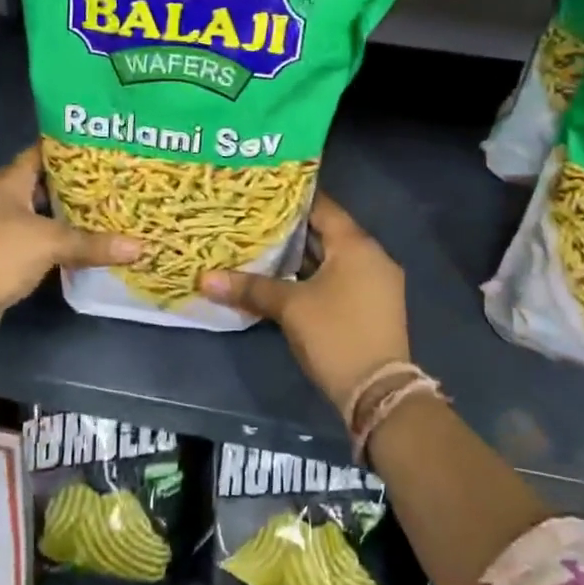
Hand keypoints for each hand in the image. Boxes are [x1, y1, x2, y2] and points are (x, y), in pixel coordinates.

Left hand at [0, 143, 140, 344]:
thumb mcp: (49, 243)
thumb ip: (92, 244)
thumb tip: (141, 247)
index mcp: (8, 182)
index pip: (41, 152)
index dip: (71, 147)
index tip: (105, 146)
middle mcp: (2, 199)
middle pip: (44, 183)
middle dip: (77, 183)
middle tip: (115, 180)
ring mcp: (0, 227)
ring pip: (42, 214)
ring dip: (68, 215)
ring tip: (108, 209)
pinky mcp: (2, 254)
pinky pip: (37, 239)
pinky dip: (59, 240)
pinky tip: (85, 244)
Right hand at [200, 192, 408, 414]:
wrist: (378, 392)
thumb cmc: (335, 335)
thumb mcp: (290, 308)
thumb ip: (250, 288)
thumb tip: (205, 279)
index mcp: (356, 245)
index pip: (323, 207)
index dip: (292, 199)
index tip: (262, 192)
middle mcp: (372, 257)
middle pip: (328, 232)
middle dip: (292, 229)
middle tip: (255, 219)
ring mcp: (377, 283)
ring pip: (334, 258)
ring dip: (302, 255)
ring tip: (264, 246)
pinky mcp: (374, 306)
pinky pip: (341, 277)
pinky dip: (316, 275)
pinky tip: (287, 279)